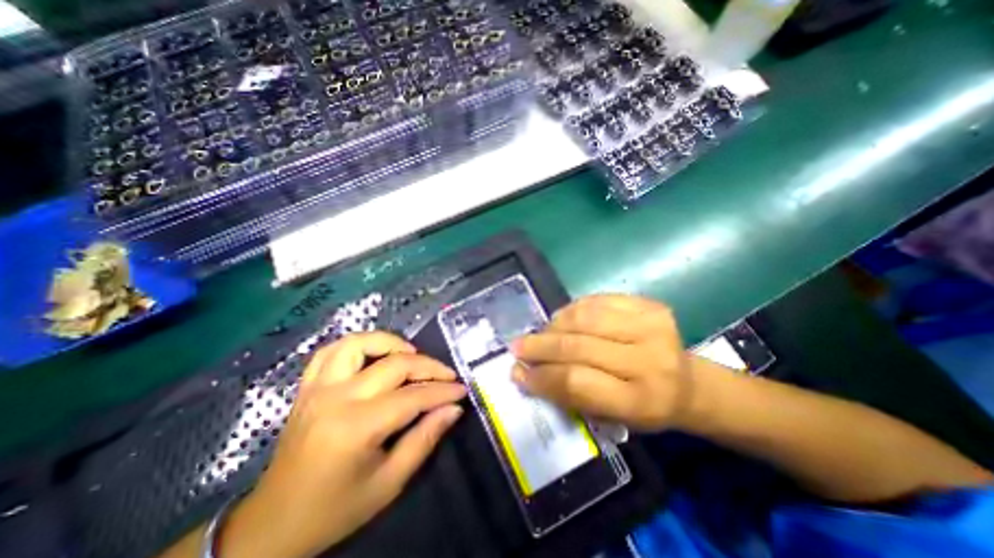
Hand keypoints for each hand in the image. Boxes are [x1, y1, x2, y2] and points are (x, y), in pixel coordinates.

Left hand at [220, 331, 465, 557]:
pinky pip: (331, 351)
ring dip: (390, 343)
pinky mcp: (307, 388)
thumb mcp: (389, 482)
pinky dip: (357, 344)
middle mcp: (336, 399)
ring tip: (411, 354)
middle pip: (394, 365)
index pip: (412, 396)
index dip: (442, 391)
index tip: (461, 390)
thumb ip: (425, 439)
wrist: (273, 524)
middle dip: (429, 366)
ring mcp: (317, 389)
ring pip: (359, 344)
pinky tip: (373, 353)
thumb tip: (453, 408)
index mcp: (355, 428)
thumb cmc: (336, 509)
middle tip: (447, 375)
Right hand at [512, 296, 706, 431]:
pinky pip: (596, 301)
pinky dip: (572, 310)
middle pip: (578, 346)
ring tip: (541, 333)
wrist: (688, 382)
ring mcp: (651, 326)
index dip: (542, 377)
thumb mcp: (610, 416)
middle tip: (518, 347)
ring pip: (584, 318)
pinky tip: (562, 319)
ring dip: (554, 325)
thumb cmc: (645, 406)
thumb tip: (525, 373)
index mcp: (642, 401)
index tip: (518, 373)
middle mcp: (650, 360)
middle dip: (540, 346)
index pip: (577, 382)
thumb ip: (568, 394)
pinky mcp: (648, 304)